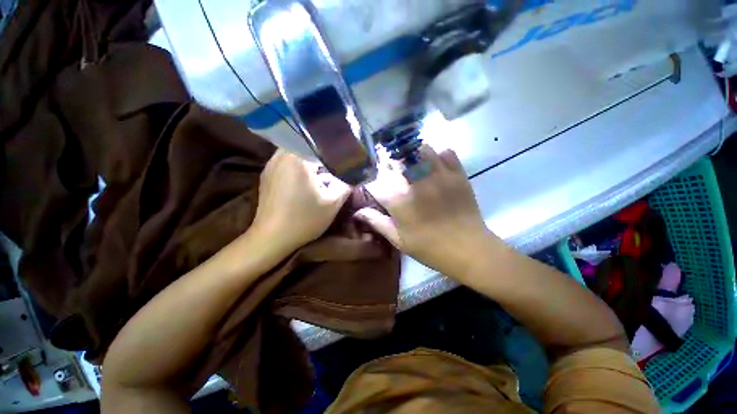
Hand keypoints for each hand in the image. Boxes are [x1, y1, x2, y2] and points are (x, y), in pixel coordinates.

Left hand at [252, 149, 350, 251]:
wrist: (272, 238)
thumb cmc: (304, 219)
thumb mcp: (333, 204)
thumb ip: (346, 185)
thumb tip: (355, 175)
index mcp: (296, 158)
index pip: (318, 142)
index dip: (333, 147)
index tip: (343, 153)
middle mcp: (280, 156)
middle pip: (305, 145)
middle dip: (320, 152)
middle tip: (334, 160)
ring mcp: (270, 166)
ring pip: (294, 153)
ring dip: (308, 159)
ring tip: (321, 168)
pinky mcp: (266, 176)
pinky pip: (285, 162)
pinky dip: (298, 165)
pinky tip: (306, 178)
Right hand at [357, 145, 499, 276]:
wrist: (468, 249)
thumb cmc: (430, 248)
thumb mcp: (399, 240)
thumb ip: (377, 222)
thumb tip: (357, 212)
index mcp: (399, 200)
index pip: (377, 182)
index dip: (374, 184)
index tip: (377, 189)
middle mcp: (415, 182)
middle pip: (397, 159)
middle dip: (392, 163)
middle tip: (395, 173)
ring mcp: (438, 175)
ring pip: (421, 149)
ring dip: (414, 155)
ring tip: (415, 165)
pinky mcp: (457, 174)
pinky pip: (446, 152)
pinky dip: (439, 155)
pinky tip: (437, 166)